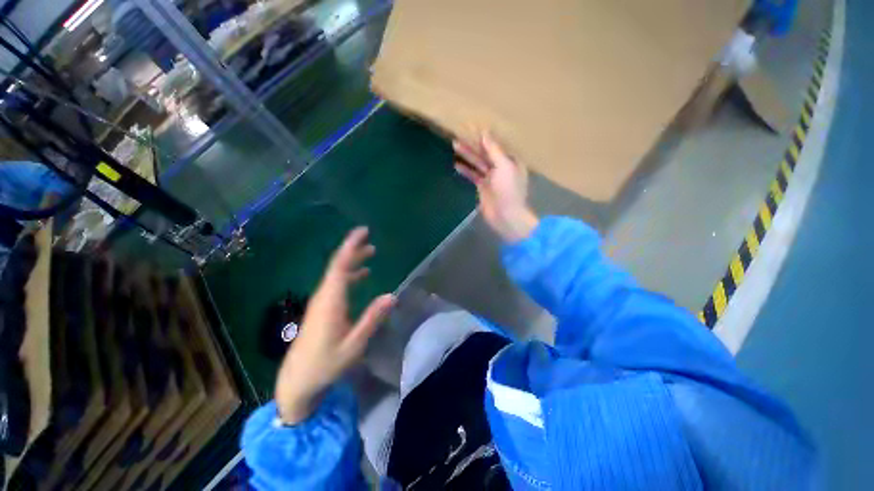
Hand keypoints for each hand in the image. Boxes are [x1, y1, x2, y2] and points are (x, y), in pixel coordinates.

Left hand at [275, 227, 395, 423]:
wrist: (297, 382)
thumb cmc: (326, 364)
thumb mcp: (354, 345)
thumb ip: (372, 319)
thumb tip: (392, 295)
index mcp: (331, 302)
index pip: (340, 266)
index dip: (351, 247)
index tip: (362, 232)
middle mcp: (324, 296)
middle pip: (337, 266)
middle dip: (353, 250)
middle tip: (369, 238)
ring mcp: (321, 302)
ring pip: (337, 274)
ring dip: (353, 261)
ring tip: (370, 252)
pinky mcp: (321, 309)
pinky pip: (336, 284)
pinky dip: (349, 275)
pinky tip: (361, 276)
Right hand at [454, 132, 538, 241]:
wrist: (506, 216)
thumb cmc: (508, 190)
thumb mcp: (504, 167)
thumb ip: (494, 150)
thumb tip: (485, 133)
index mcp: (510, 160)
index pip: (495, 144)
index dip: (484, 135)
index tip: (471, 126)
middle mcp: (501, 167)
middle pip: (485, 152)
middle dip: (472, 143)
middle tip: (459, 133)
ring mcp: (491, 178)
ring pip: (477, 163)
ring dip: (467, 155)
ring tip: (455, 144)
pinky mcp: (483, 188)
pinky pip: (473, 175)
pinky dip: (465, 170)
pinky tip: (456, 165)